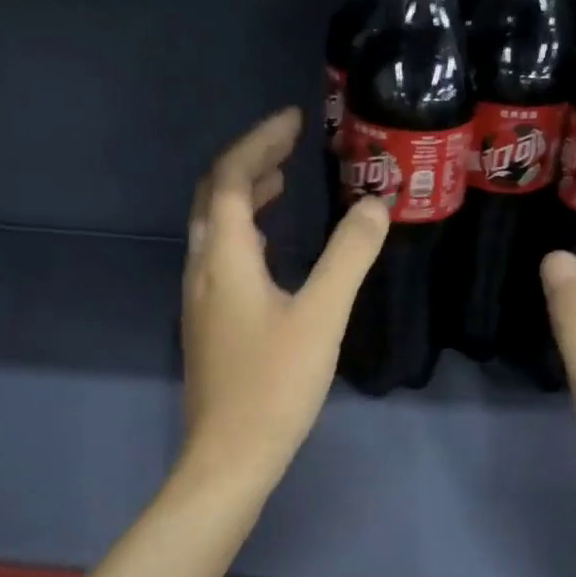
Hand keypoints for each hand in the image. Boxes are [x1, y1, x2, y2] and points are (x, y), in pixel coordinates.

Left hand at [180, 107, 389, 490]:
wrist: (230, 456)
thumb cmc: (275, 385)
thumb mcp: (321, 316)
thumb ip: (349, 256)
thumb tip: (376, 204)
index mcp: (225, 258)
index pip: (233, 178)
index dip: (261, 141)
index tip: (295, 120)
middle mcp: (202, 269)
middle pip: (215, 197)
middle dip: (250, 161)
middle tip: (290, 144)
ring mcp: (199, 298)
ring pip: (214, 229)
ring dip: (245, 198)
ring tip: (283, 182)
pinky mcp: (207, 324)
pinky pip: (220, 257)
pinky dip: (245, 234)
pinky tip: (272, 250)